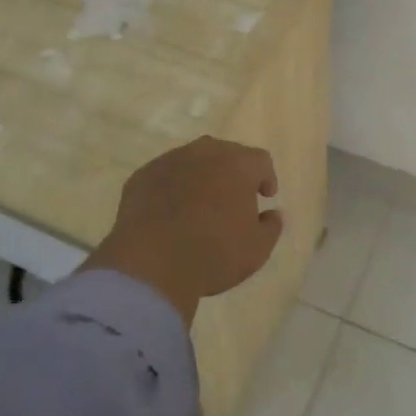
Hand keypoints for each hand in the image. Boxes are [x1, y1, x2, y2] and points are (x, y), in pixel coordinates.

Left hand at [84, 136, 283, 323]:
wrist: (151, 263)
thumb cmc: (213, 253)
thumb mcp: (256, 250)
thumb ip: (271, 227)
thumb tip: (273, 214)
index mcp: (238, 164)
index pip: (260, 160)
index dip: (266, 177)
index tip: (265, 196)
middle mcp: (205, 152)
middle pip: (226, 154)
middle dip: (232, 174)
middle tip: (232, 200)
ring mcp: (170, 160)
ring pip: (193, 162)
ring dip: (200, 178)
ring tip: (198, 206)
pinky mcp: (142, 176)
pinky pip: (165, 176)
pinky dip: (171, 188)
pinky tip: (169, 214)